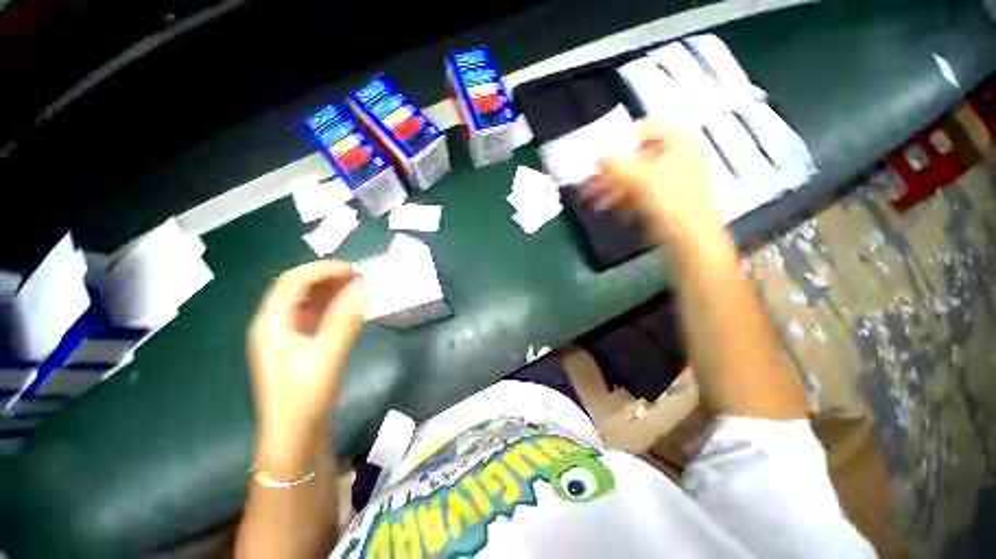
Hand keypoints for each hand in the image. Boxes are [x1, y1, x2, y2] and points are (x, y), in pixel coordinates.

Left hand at [247, 260, 367, 475]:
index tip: (352, 270)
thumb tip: (366, 287)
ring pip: (308, 301)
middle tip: (359, 278)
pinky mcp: (299, 344)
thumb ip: (347, 319)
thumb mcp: (327, 356)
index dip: (322, 270)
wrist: (294, 434)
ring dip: (333, 291)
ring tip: (360, 289)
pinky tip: (352, 309)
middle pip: (299, 288)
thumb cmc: (304, 397)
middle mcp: (275, 324)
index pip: (293, 281)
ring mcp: (287, 334)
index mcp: (272, 323)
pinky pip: (316, 316)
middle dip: (328, 278)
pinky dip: (334, 307)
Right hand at [585, 120, 722, 247]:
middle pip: (635, 157)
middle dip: (610, 171)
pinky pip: (636, 192)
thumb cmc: (671, 199)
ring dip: (611, 187)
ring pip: (633, 177)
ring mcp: (667, 179)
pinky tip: (605, 206)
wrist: (687, 236)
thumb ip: (616, 166)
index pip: (646, 128)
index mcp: (678, 142)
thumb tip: (596, 158)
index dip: (622, 138)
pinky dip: (620, 198)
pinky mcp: (659, 198)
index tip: (601, 151)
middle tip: (591, 180)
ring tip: (593, 198)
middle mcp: (674, 157)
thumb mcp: (641, 177)